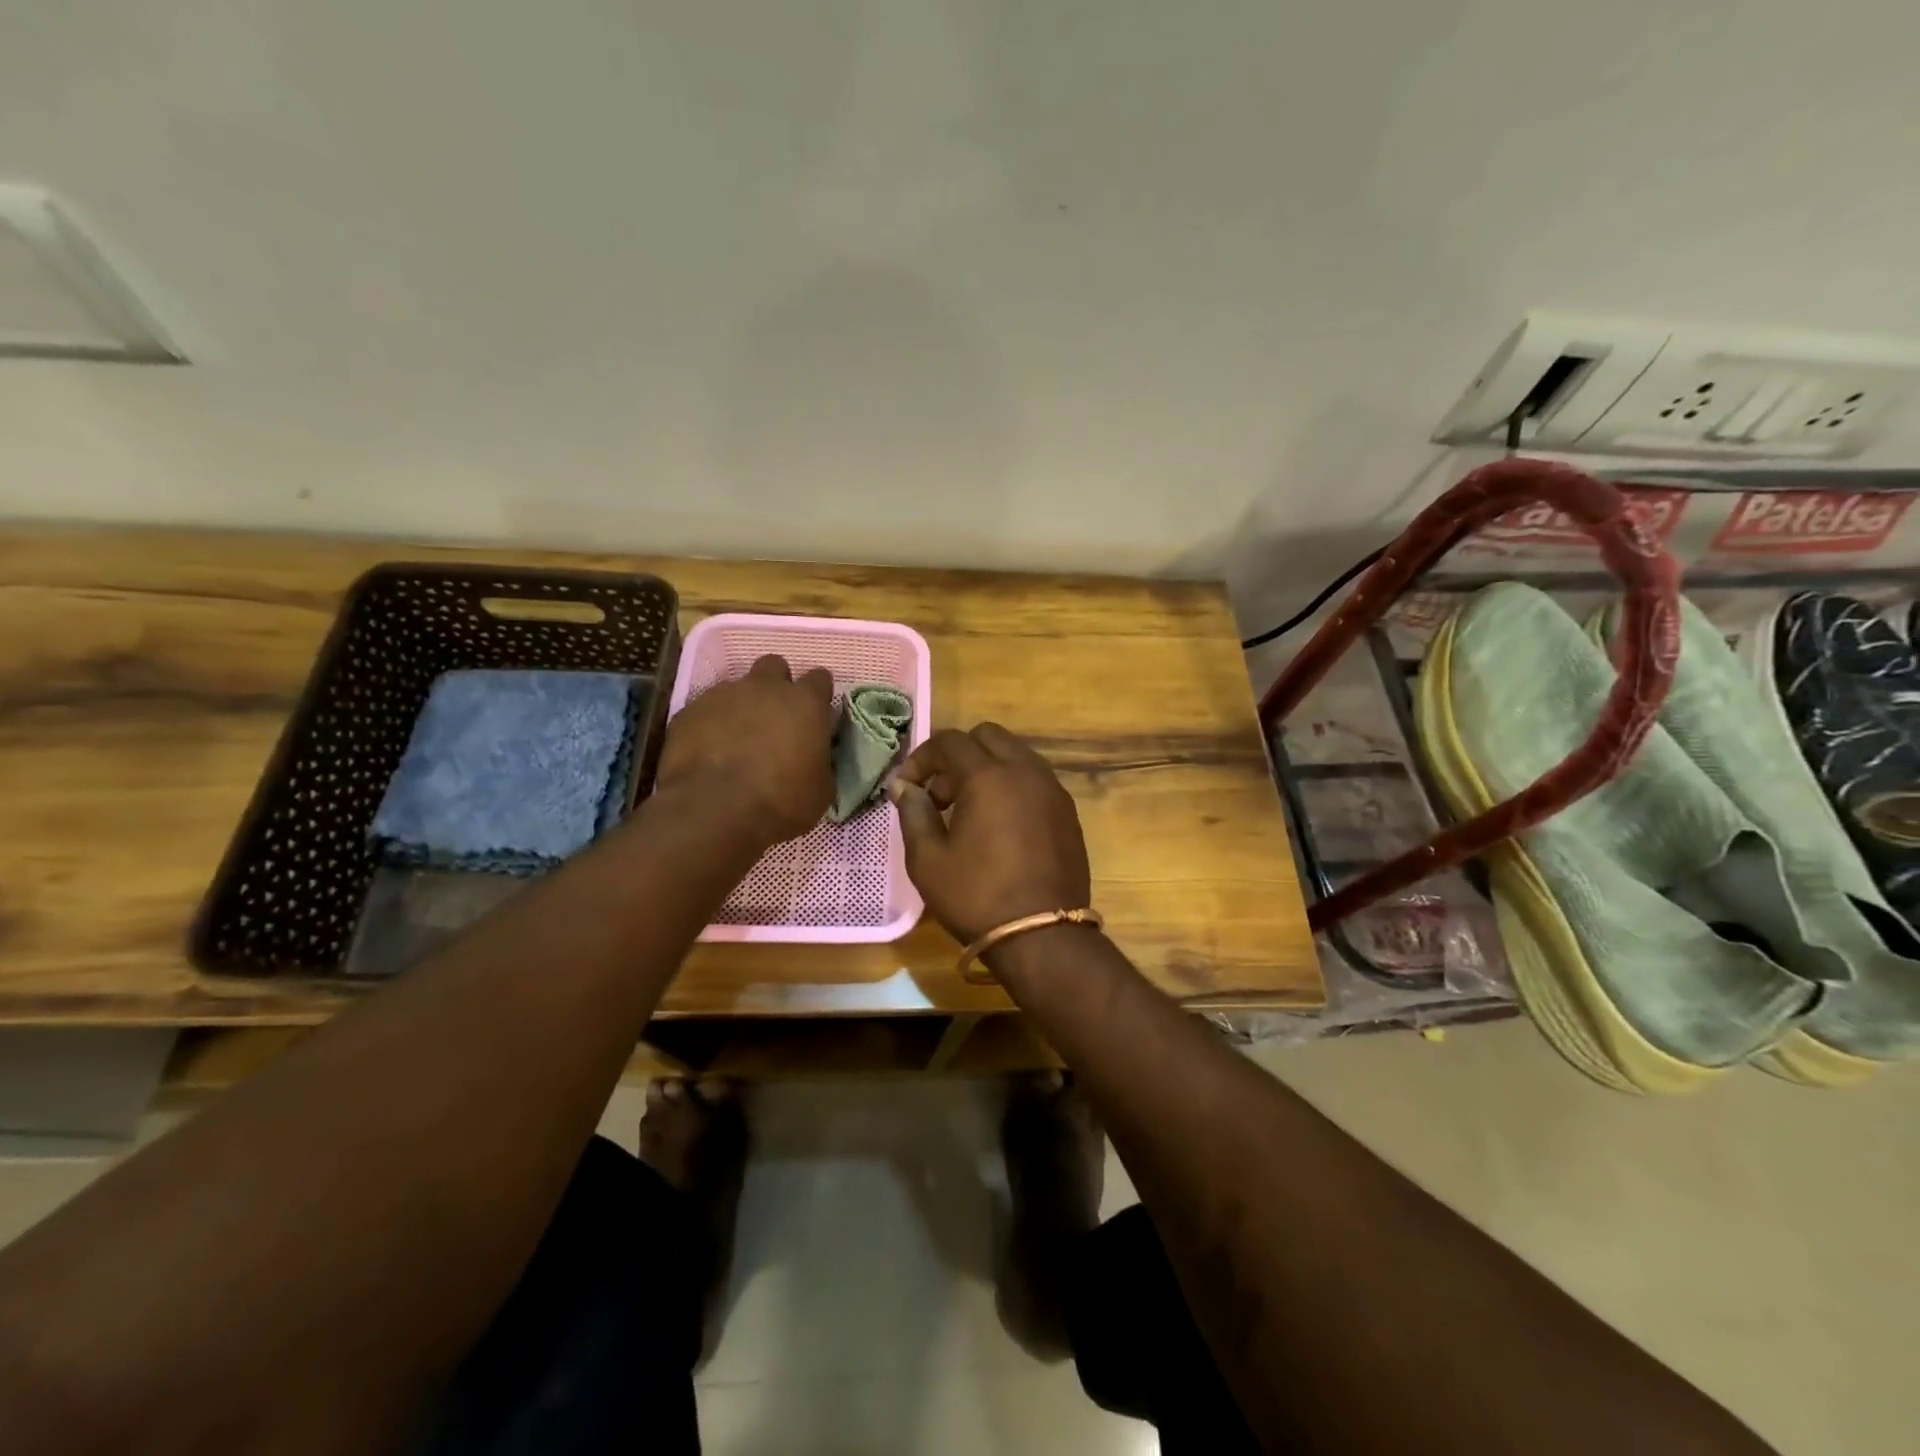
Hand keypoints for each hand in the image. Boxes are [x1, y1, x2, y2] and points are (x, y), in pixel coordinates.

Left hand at [656, 655, 835, 845]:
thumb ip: (820, 761)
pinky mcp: (689, 710)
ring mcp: (724, 694)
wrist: (714, 809)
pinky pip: (705, 709)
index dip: (818, 695)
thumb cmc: (781, 801)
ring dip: (742, 706)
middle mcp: (765, 687)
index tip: (815, 714)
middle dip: (776, 685)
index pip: (820, 679)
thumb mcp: (820, 789)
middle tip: (775, 717)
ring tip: (738, 739)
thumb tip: (814, 758)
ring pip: (737, 687)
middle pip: (775, 666)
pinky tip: (710, 751)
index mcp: (806, 702)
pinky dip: (711, 724)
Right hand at [889, 723, 1091, 944]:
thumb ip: (913, 814)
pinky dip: (1012, 786)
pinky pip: (1035, 780)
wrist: (1042, 937)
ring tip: (969, 811)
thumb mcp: (928, 860)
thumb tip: (905, 788)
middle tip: (940, 795)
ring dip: (987, 769)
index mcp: (989, 776)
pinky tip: (1000, 826)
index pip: (950, 741)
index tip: (907, 787)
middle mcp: (1026, 771)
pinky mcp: (1068, 812)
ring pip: (1016, 755)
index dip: (922, 758)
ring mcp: (1053, 790)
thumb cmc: (976, 897)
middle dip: (957, 756)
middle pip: (988, 737)